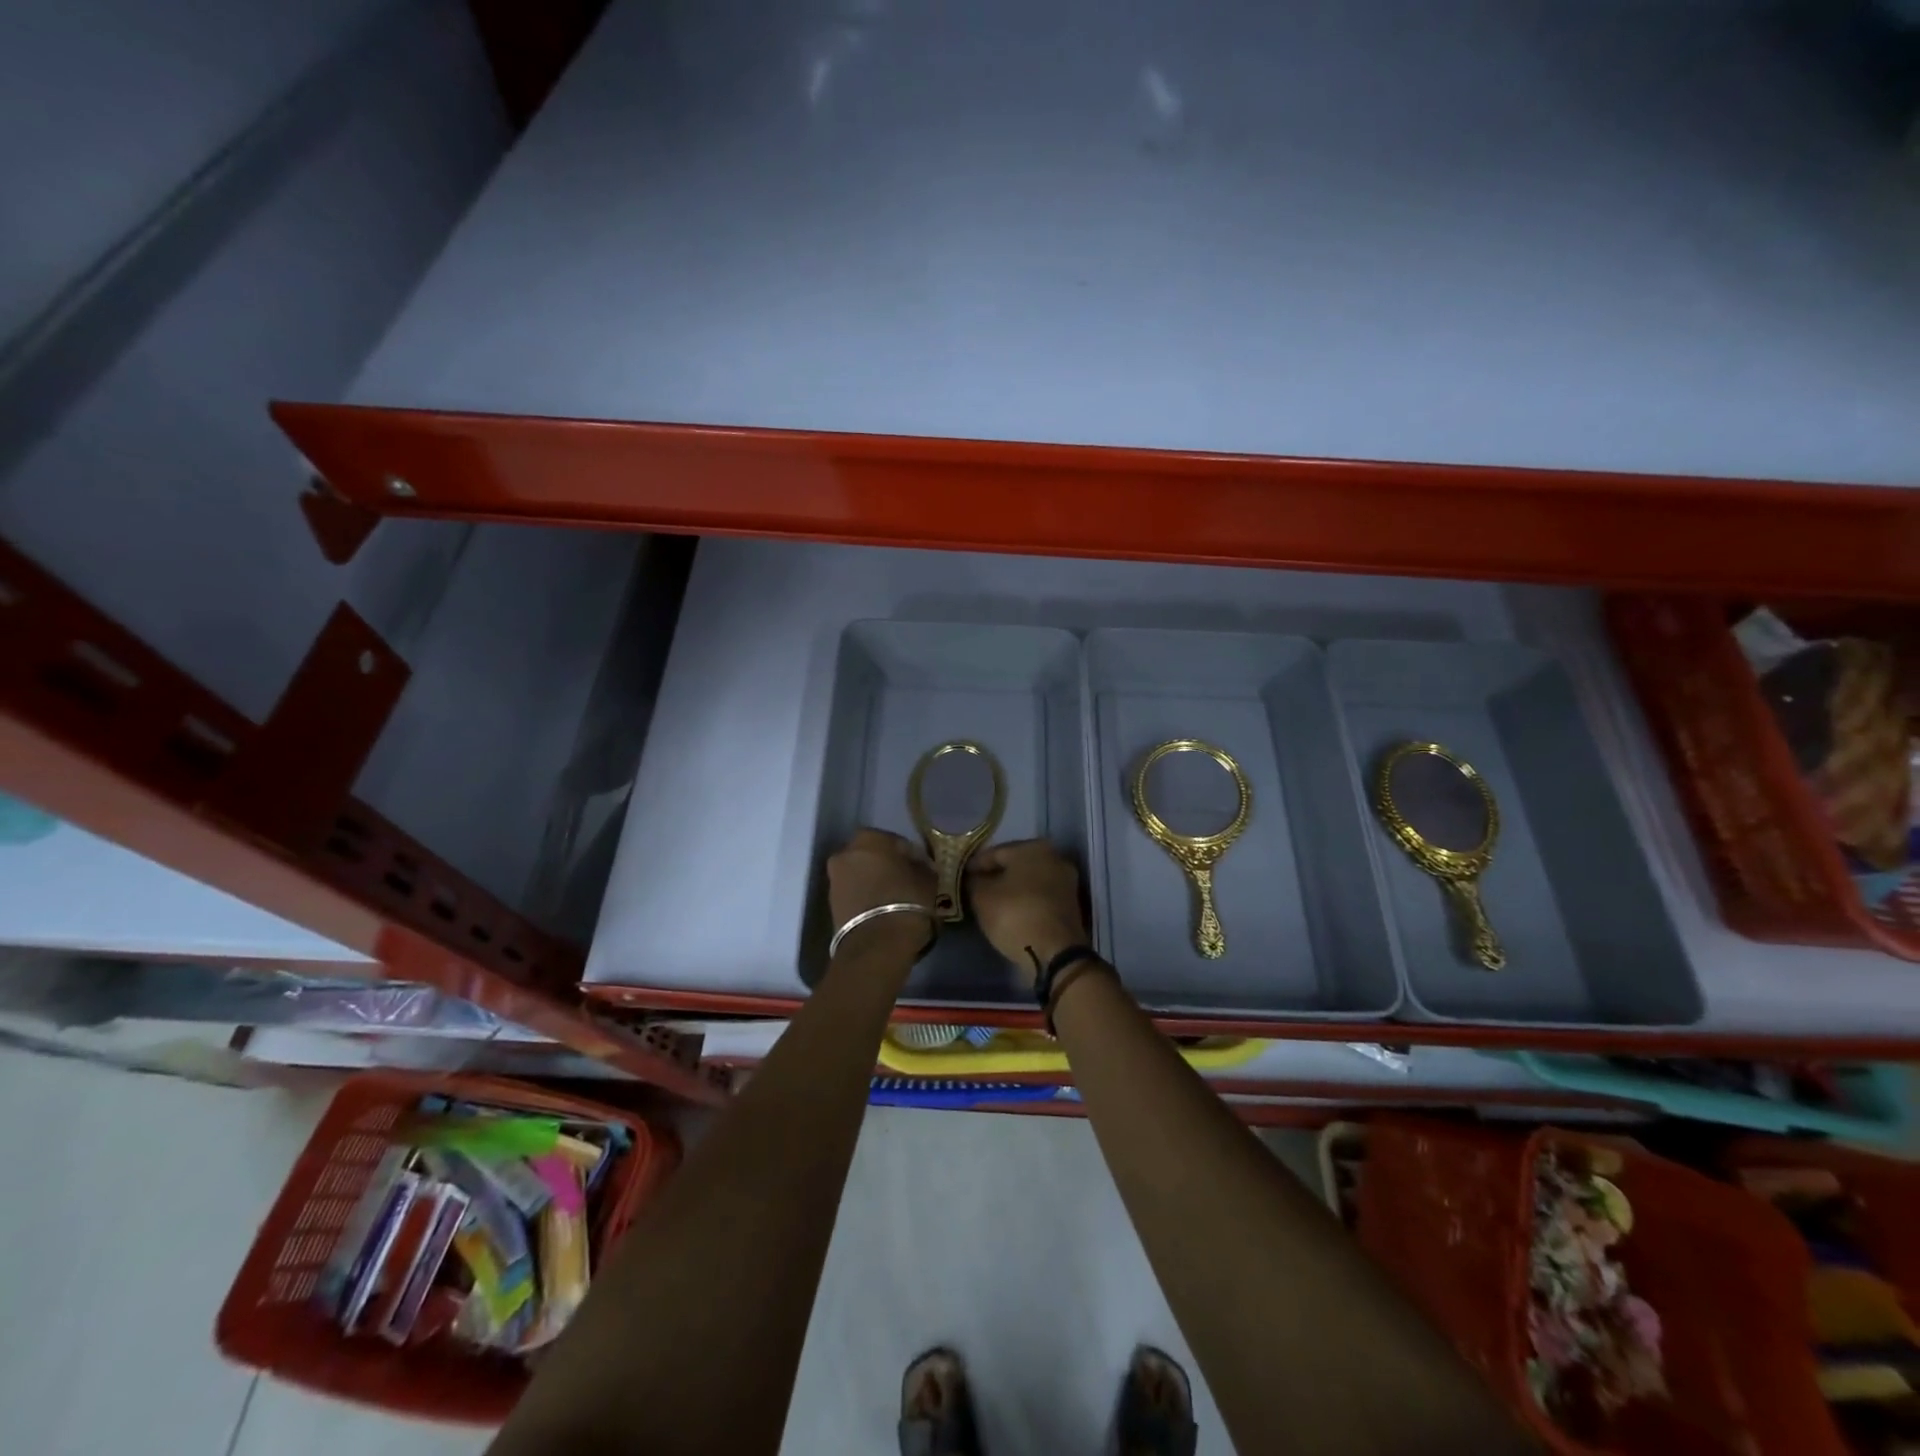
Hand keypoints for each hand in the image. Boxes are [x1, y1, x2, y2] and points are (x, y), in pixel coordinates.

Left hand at [827, 828, 936, 956]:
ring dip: (876, 882)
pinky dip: (867, 897)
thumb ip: (922, 866)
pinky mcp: (831, 905)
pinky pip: (855, 894)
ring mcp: (835, 879)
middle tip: (908, 881)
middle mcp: (846, 853)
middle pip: (873, 856)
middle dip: (889, 866)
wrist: (876, 945)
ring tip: (896, 899)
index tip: (924, 869)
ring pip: (862, 875)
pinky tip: (883, 910)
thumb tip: (919, 866)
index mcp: (869, 838)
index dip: (913, 856)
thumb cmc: (907, 901)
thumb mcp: (928, 879)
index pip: (897, 842)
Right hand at [966, 839, 1089, 985]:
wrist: (1056, 953)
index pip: (994, 852)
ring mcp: (1066, 881)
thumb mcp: (982, 897)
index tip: (961, 876)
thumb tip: (974, 878)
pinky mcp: (1071, 904)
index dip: (975, 865)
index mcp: (1033, 847)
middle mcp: (1054, 858)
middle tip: (974, 888)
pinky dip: (1025, 901)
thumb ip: (974, 882)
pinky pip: (1039, 896)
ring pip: (1028, 881)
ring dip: (1010, 889)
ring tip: (990, 902)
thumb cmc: (1015, 915)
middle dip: (995, 875)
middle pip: (1015, 865)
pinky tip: (1011, 912)